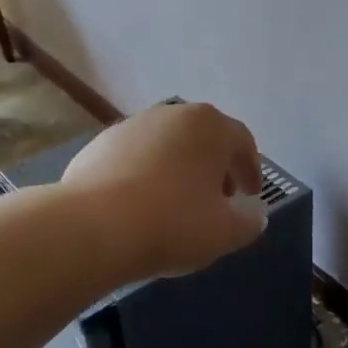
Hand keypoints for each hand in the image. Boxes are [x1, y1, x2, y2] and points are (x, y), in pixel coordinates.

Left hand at [62, 102, 265, 278]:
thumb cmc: (173, 223)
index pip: (242, 142)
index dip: (250, 170)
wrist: (92, 227)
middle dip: (214, 168)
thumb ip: (249, 221)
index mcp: (210, 125)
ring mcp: (131, 126)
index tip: (250, 195)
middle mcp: (172, 114)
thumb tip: (254, 215)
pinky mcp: (98, 144)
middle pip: (204, 139)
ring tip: (177, 205)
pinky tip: (141, 206)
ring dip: (179, 169)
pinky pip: (135, 158)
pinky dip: (145, 175)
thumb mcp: (225, 232)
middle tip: (218, 200)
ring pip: (167, 146)